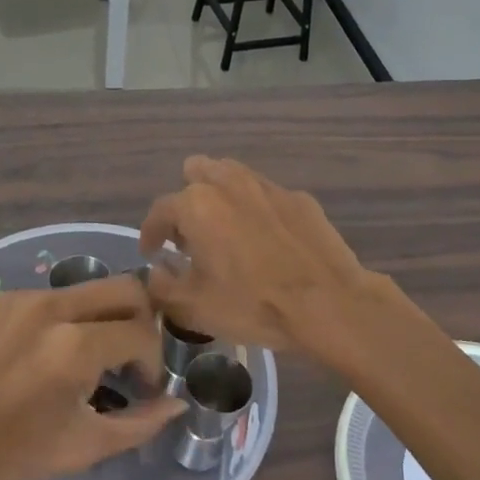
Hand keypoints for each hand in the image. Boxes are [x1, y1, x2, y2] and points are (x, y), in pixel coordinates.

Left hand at [0, 275, 180, 479]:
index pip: (142, 332)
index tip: (142, 387)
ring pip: (84, 291)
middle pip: (124, 287)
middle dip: (141, 319)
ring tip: (83, 360)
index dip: (153, 362)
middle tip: (130, 355)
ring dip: (98, 320)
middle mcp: (51, 308)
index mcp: (75, 346)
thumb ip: (138, 424)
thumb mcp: (81, 448)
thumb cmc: (7, 455)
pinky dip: (58, 322)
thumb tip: (175, 404)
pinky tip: (39, 356)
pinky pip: (44, 299)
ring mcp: (19, 297)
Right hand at [140, 156, 377, 351]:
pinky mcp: (299, 198)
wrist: (328, 303)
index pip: (159, 210)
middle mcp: (228, 184)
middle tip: (192, 236)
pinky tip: (267, 240)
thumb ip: (163, 285)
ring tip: (226, 231)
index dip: (150, 233)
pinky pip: (266, 195)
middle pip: (195, 173)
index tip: (152, 252)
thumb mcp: (194, 306)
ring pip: (232, 176)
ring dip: (220, 196)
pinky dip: (257, 211)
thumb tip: (156, 270)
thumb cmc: (253, 304)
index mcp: (196, 205)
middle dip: (187, 200)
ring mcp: (267, 186)